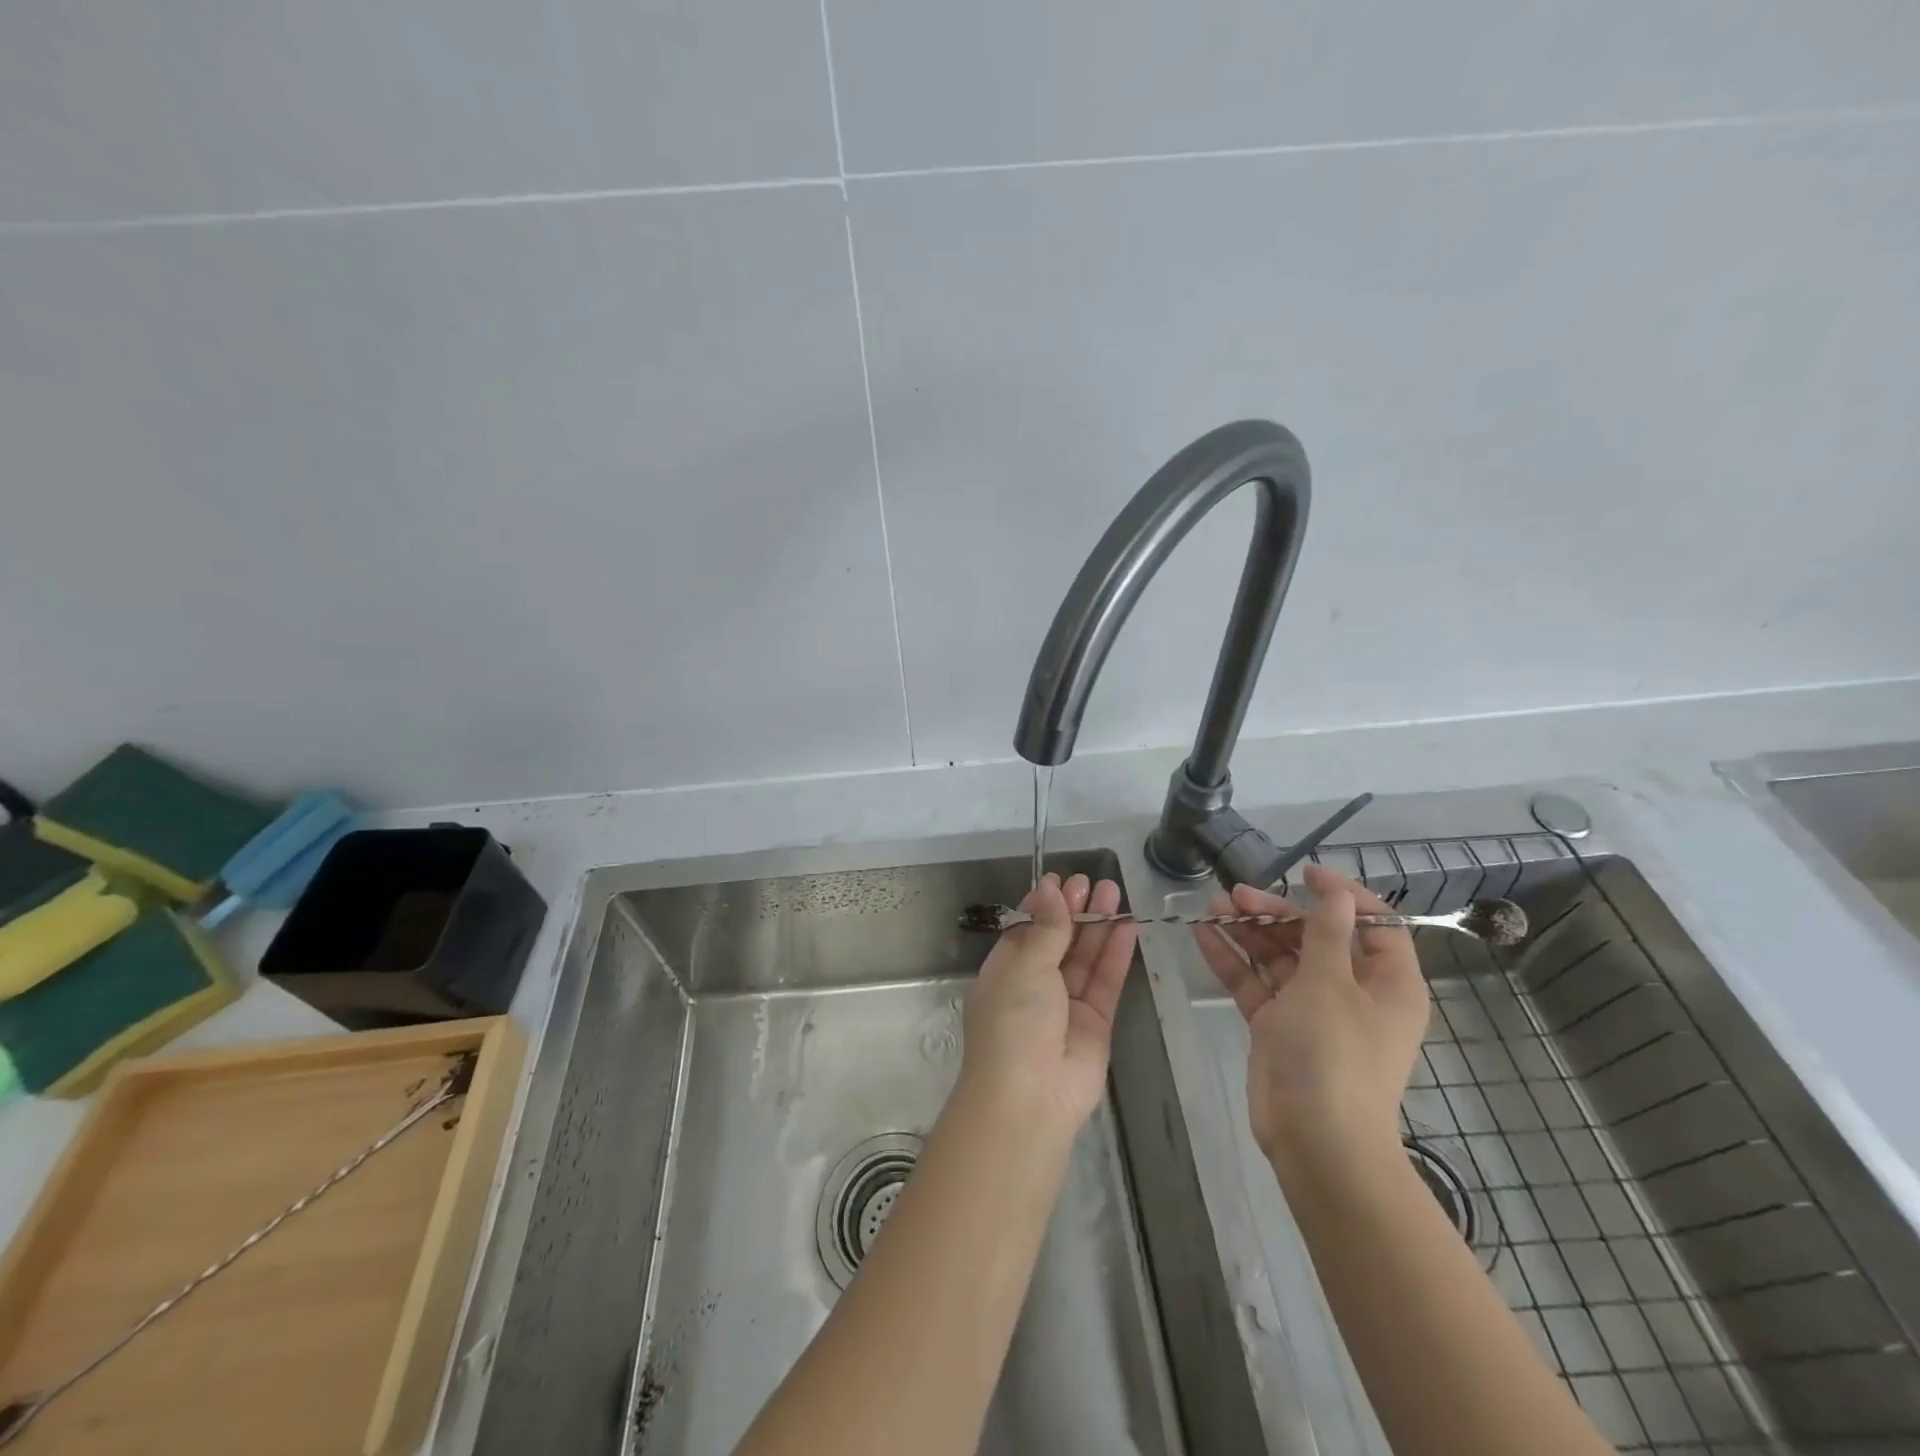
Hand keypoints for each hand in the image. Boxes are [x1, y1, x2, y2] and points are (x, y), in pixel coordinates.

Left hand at [961, 872, 1137, 1132]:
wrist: (1031, 1097)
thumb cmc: (1014, 1022)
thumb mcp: (1025, 966)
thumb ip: (1046, 928)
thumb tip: (1048, 887)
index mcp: (1005, 972)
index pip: (1026, 930)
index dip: (1044, 905)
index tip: (1062, 880)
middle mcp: (1034, 986)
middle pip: (1059, 940)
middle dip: (1075, 911)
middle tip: (1094, 881)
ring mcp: (1066, 1006)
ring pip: (1085, 958)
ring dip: (1098, 925)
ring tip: (1115, 891)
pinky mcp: (1095, 1023)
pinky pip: (1106, 981)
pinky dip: (1116, 954)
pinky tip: (1127, 925)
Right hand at [1193, 863, 1428, 1167]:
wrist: (1315, 1139)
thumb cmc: (1334, 1053)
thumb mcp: (1331, 983)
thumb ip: (1327, 933)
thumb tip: (1337, 894)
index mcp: (1387, 983)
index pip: (1374, 925)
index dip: (1343, 895)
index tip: (1305, 872)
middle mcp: (1353, 992)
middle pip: (1315, 938)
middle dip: (1276, 913)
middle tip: (1237, 894)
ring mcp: (1312, 1011)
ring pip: (1280, 958)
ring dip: (1249, 931)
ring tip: (1213, 906)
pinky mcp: (1278, 1027)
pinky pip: (1256, 984)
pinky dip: (1233, 960)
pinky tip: (1203, 935)